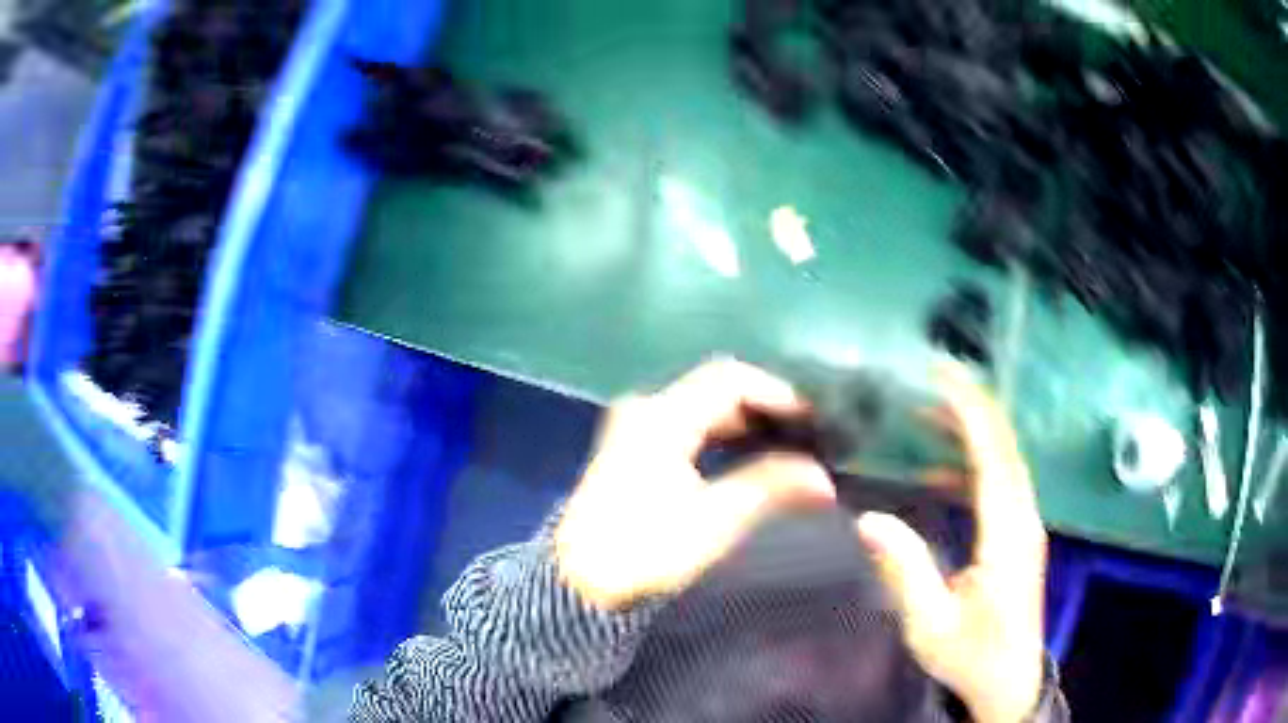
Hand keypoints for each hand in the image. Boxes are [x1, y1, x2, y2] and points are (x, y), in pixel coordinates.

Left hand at [555, 359, 836, 609]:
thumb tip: (822, 477)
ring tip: (792, 443)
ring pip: (705, 408)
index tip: (817, 419)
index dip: (778, 392)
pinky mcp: (636, 451)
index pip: (730, 380)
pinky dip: (727, 435)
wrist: (579, 584)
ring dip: (748, 421)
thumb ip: (768, 489)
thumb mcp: (711, 523)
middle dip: (766, 406)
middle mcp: (647, 411)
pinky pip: (693, 426)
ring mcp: (637, 429)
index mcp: (661, 417)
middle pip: (717, 389)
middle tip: (810, 431)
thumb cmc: (642, 552)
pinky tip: (753, 456)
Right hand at [857, 363, 1045, 722]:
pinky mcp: (1019, 536)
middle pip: (1003, 446)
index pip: (993, 454)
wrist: (1008, 682)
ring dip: (971, 431)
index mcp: (1007, 533)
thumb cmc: (971, 656)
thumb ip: (905, 571)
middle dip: (969, 407)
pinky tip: (939, 471)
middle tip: (925, 381)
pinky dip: (972, 463)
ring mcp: (1024, 525)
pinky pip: (999, 484)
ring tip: (927, 413)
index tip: (940, 375)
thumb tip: (870, 518)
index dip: (970, 410)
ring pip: (1003, 461)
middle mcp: (1023, 517)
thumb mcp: (930, 624)